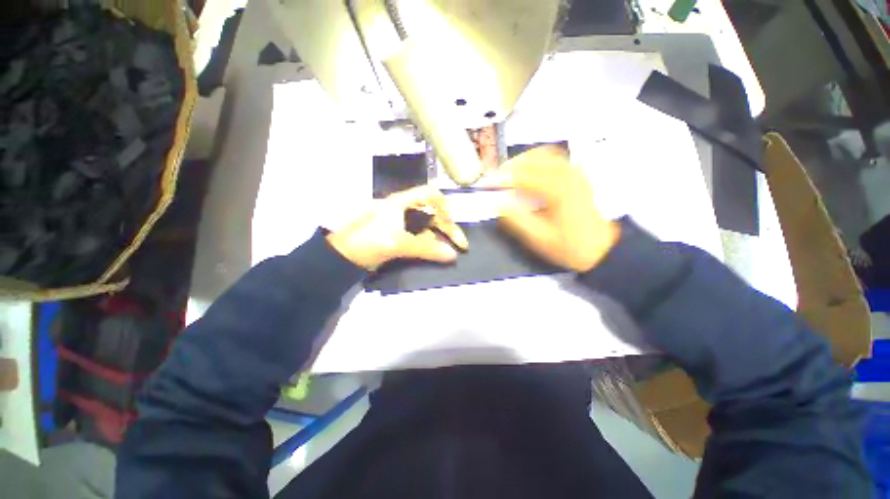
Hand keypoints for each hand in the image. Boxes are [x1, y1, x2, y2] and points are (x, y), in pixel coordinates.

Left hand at [326, 186, 467, 270]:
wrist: (342, 258)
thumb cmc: (367, 242)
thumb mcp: (397, 243)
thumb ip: (426, 248)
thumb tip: (453, 255)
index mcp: (402, 202)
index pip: (431, 194)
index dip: (444, 206)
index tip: (450, 223)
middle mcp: (404, 210)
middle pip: (433, 213)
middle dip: (447, 227)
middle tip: (461, 245)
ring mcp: (402, 224)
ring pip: (428, 227)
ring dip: (440, 238)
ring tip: (450, 252)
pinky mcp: (399, 236)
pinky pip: (420, 238)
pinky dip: (430, 245)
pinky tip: (436, 254)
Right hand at [496, 146, 619, 272]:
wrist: (602, 248)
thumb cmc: (570, 246)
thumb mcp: (539, 238)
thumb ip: (516, 220)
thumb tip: (498, 204)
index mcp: (558, 190)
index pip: (522, 176)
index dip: (501, 179)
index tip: (486, 185)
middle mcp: (568, 174)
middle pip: (533, 159)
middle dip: (510, 167)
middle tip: (495, 179)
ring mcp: (575, 171)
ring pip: (543, 154)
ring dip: (523, 161)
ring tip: (508, 174)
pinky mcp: (577, 174)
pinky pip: (553, 158)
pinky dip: (537, 161)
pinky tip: (529, 171)